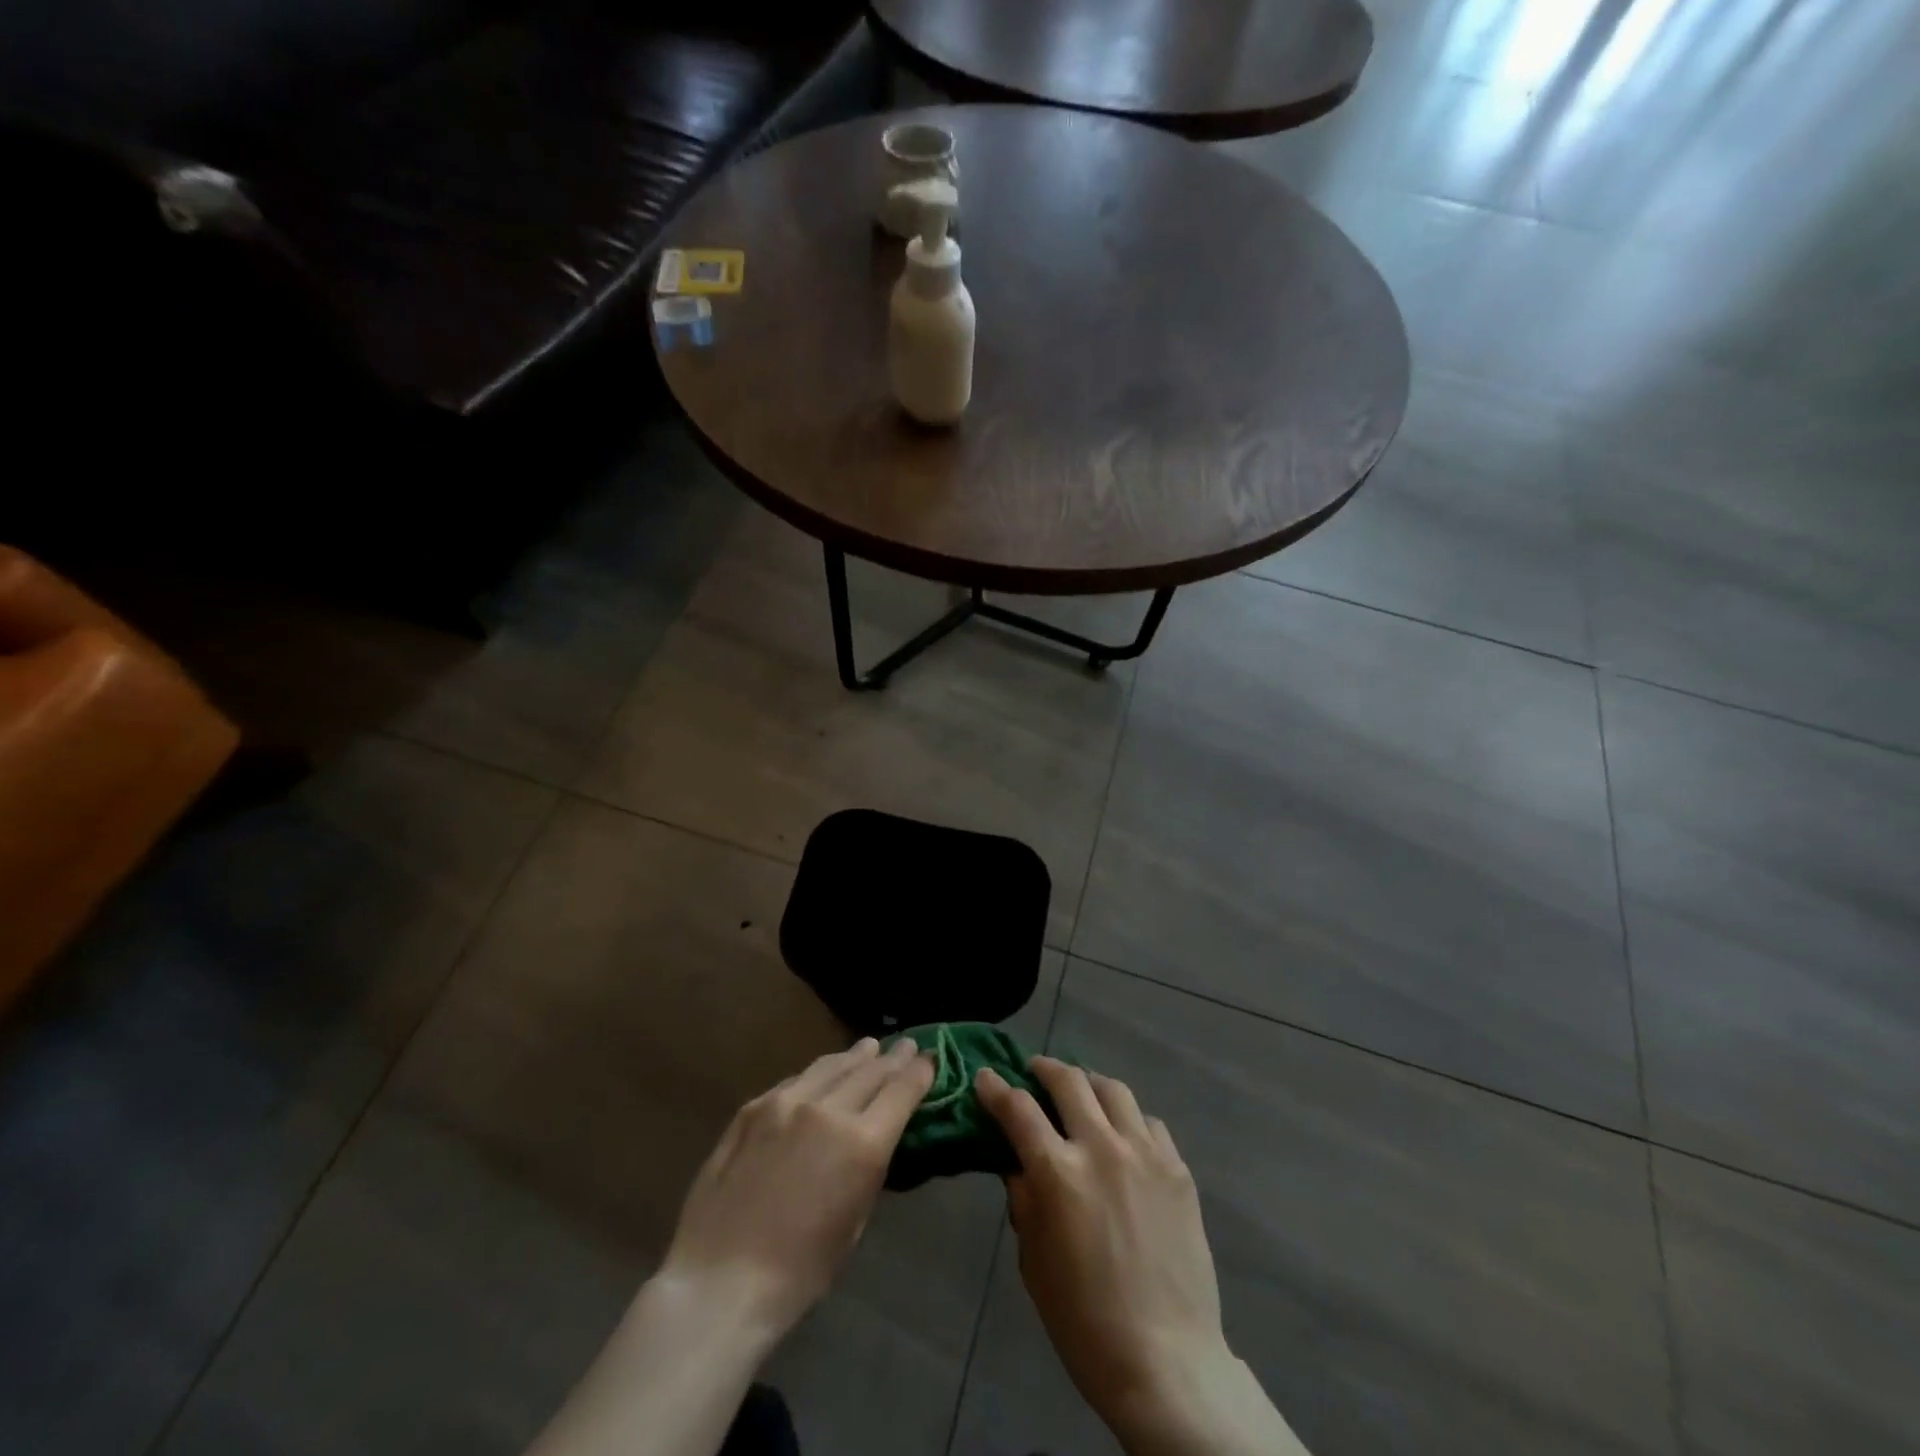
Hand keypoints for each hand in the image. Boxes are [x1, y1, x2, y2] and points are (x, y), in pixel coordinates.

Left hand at [659, 1037, 932, 1337]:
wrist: (719, 1281)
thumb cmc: (799, 1272)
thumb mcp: (854, 1223)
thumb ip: (867, 1167)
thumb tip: (874, 1136)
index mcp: (862, 1143)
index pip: (902, 1090)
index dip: (920, 1071)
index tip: (930, 1058)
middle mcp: (827, 1109)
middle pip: (870, 1071)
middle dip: (893, 1058)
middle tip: (907, 1045)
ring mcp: (786, 1102)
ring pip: (831, 1065)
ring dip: (855, 1056)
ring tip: (869, 1047)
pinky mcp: (753, 1106)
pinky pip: (795, 1080)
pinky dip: (817, 1074)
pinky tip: (820, 1076)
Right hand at [978, 1059, 1303, 1455]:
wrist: (1166, 1361)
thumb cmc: (1084, 1321)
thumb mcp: (1034, 1261)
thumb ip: (1024, 1201)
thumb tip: (1018, 1163)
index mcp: (1058, 1172)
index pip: (1018, 1109)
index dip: (996, 1088)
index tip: (985, 1077)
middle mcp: (1101, 1147)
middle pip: (1069, 1081)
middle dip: (1044, 1069)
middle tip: (1034, 1072)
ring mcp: (1145, 1153)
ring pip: (1113, 1089)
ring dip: (1088, 1084)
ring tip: (1081, 1094)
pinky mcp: (1177, 1169)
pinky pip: (1150, 1122)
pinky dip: (1128, 1119)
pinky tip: (1124, 1136)